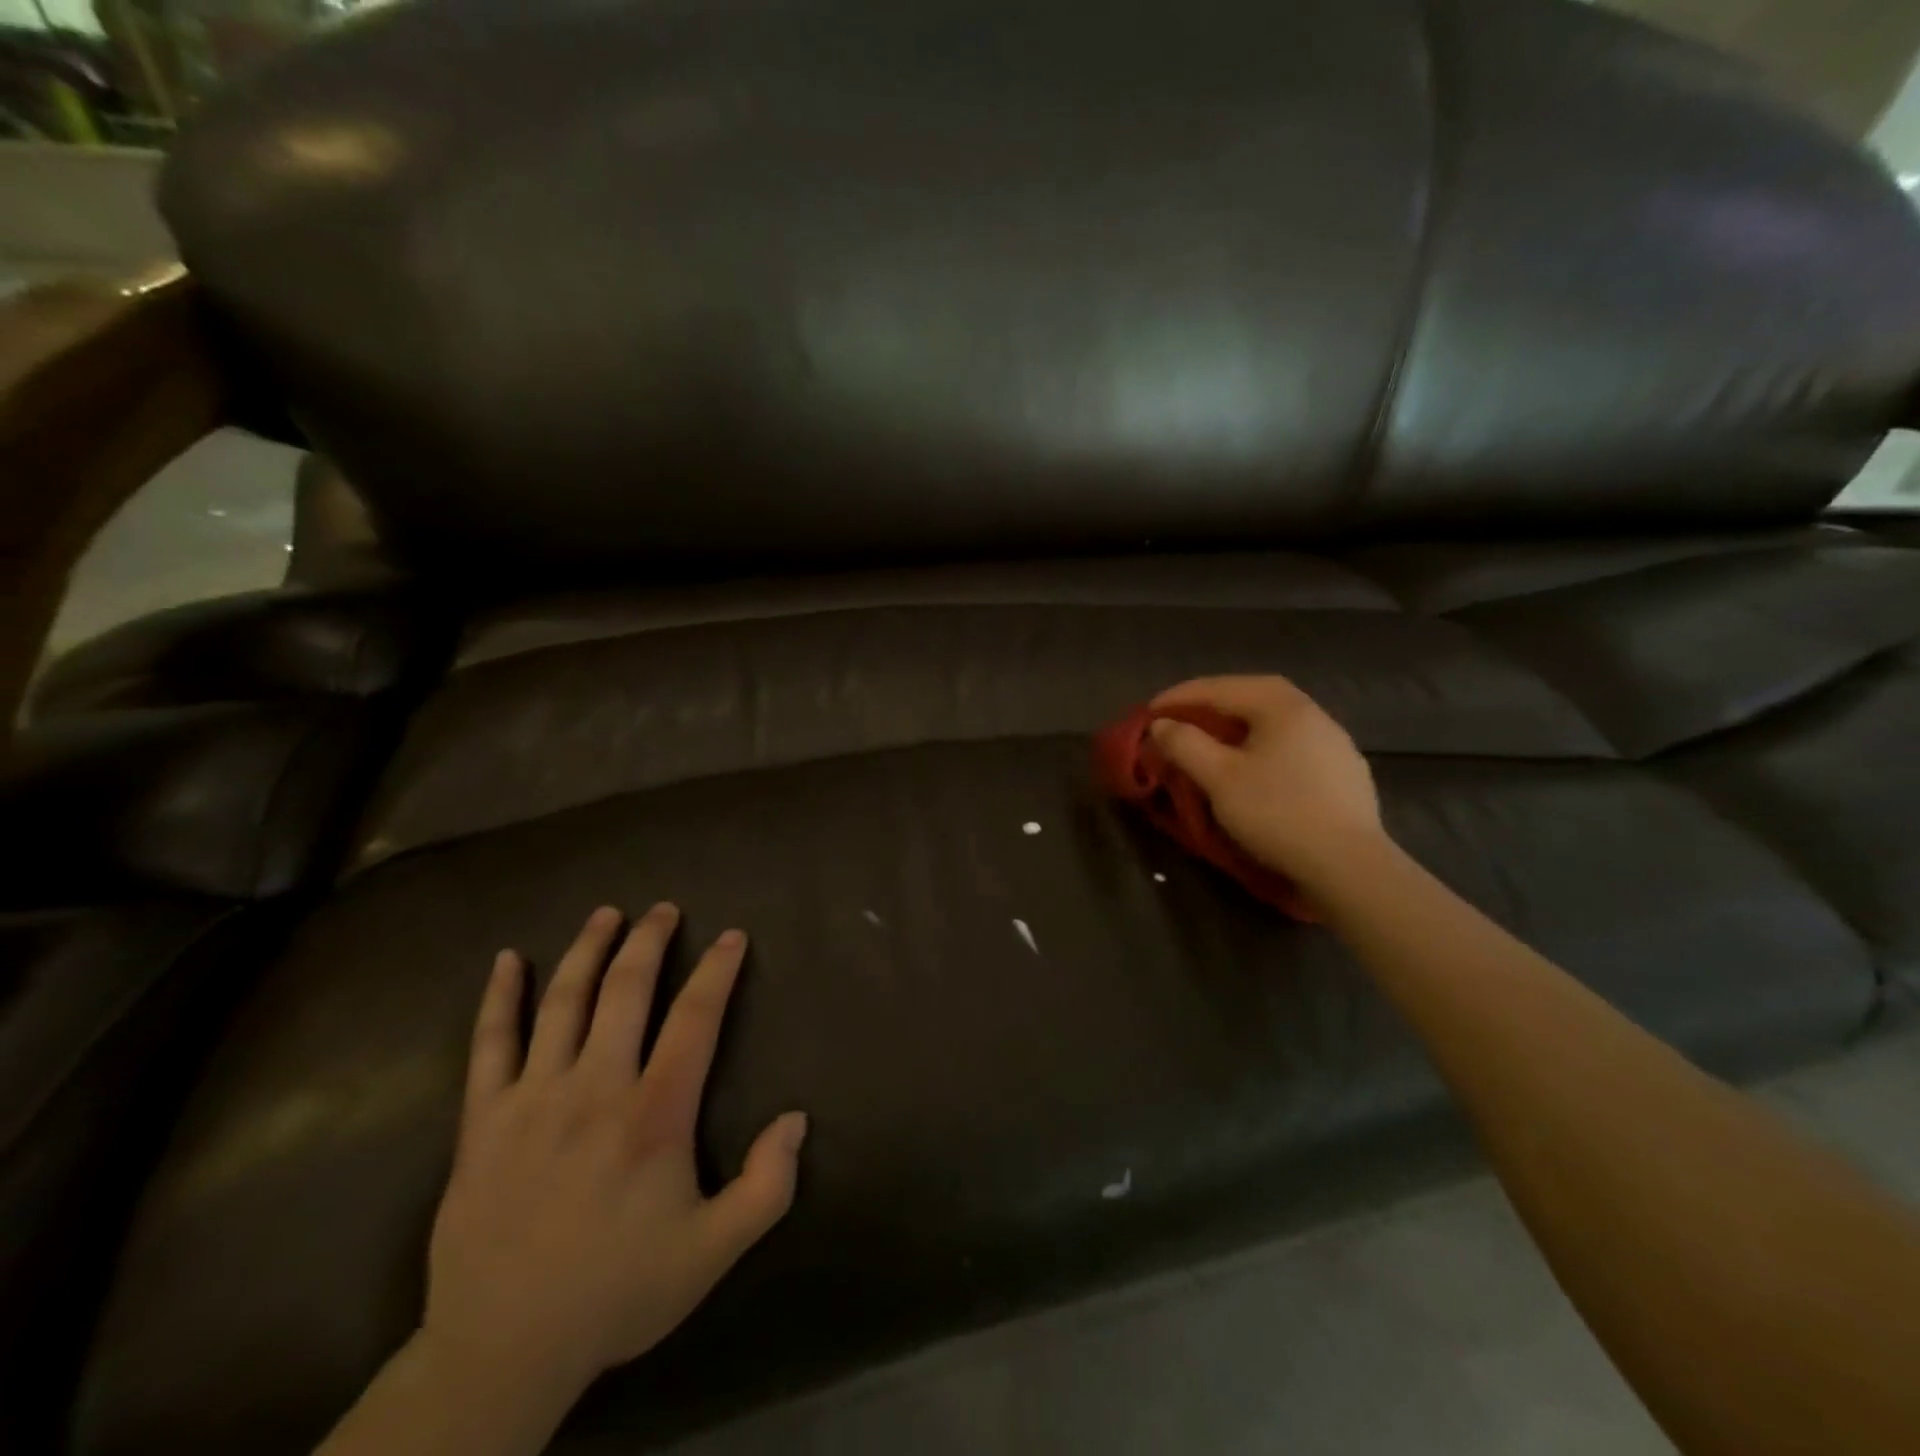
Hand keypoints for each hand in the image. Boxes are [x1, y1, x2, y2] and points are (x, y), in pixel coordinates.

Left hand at [421, 904, 806, 1401]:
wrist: (502, 1350)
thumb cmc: (618, 1291)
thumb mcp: (713, 1252)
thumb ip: (767, 1186)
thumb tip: (798, 1118)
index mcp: (654, 1113)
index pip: (695, 1018)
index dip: (717, 971)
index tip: (732, 937)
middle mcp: (595, 1087)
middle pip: (626, 990)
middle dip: (649, 941)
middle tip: (664, 909)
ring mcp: (533, 1098)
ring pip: (562, 1002)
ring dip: (587, 950)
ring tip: (607, 914)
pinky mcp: (483, 1120)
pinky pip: (489, 1045)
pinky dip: (498, 998)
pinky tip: (506, 960)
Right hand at [1149, 675, 1384, 891]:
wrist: (1348, 865)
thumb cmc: (1277, 813)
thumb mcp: (1219, 778)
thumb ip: (1185, 744)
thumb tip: (1162, 725)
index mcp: (1282, 706)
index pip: (1221, 688)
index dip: (1180, 697)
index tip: (1149, 712)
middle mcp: (1313, 713)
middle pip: (1253, 696)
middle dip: (1212, 703)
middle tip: (1180, 717)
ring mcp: (1335, 742)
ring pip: (1274, 721)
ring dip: (1238, 724)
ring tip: (1213, 739)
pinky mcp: (1344, 772)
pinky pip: (1292, 744)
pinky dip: (1262, 745)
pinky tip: (1255, 765)